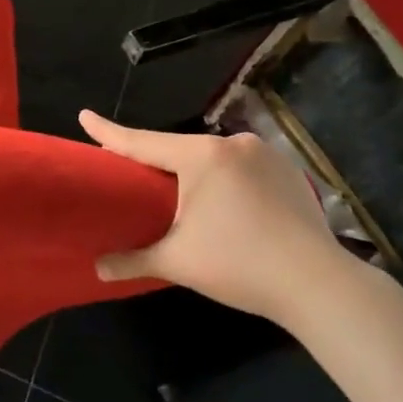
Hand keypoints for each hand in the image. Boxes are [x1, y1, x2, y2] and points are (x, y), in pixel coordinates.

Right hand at [79, 110, 364, 325]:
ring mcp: (266, 155)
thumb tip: (97, 268)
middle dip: (154, 160)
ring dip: (192, 172)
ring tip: (178, 197)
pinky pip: (240, 167)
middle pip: (178, 149)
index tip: (84, 116)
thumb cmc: (238, 265)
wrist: (318, 285)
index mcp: (202, 156)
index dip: (108, 132)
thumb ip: (132, 259)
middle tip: (131, 174)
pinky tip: (222, 203)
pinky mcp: (288, 172)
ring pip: (211, 158)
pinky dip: (223, 179)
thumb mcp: (176, 262)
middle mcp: (233, 144)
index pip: (142, 142)